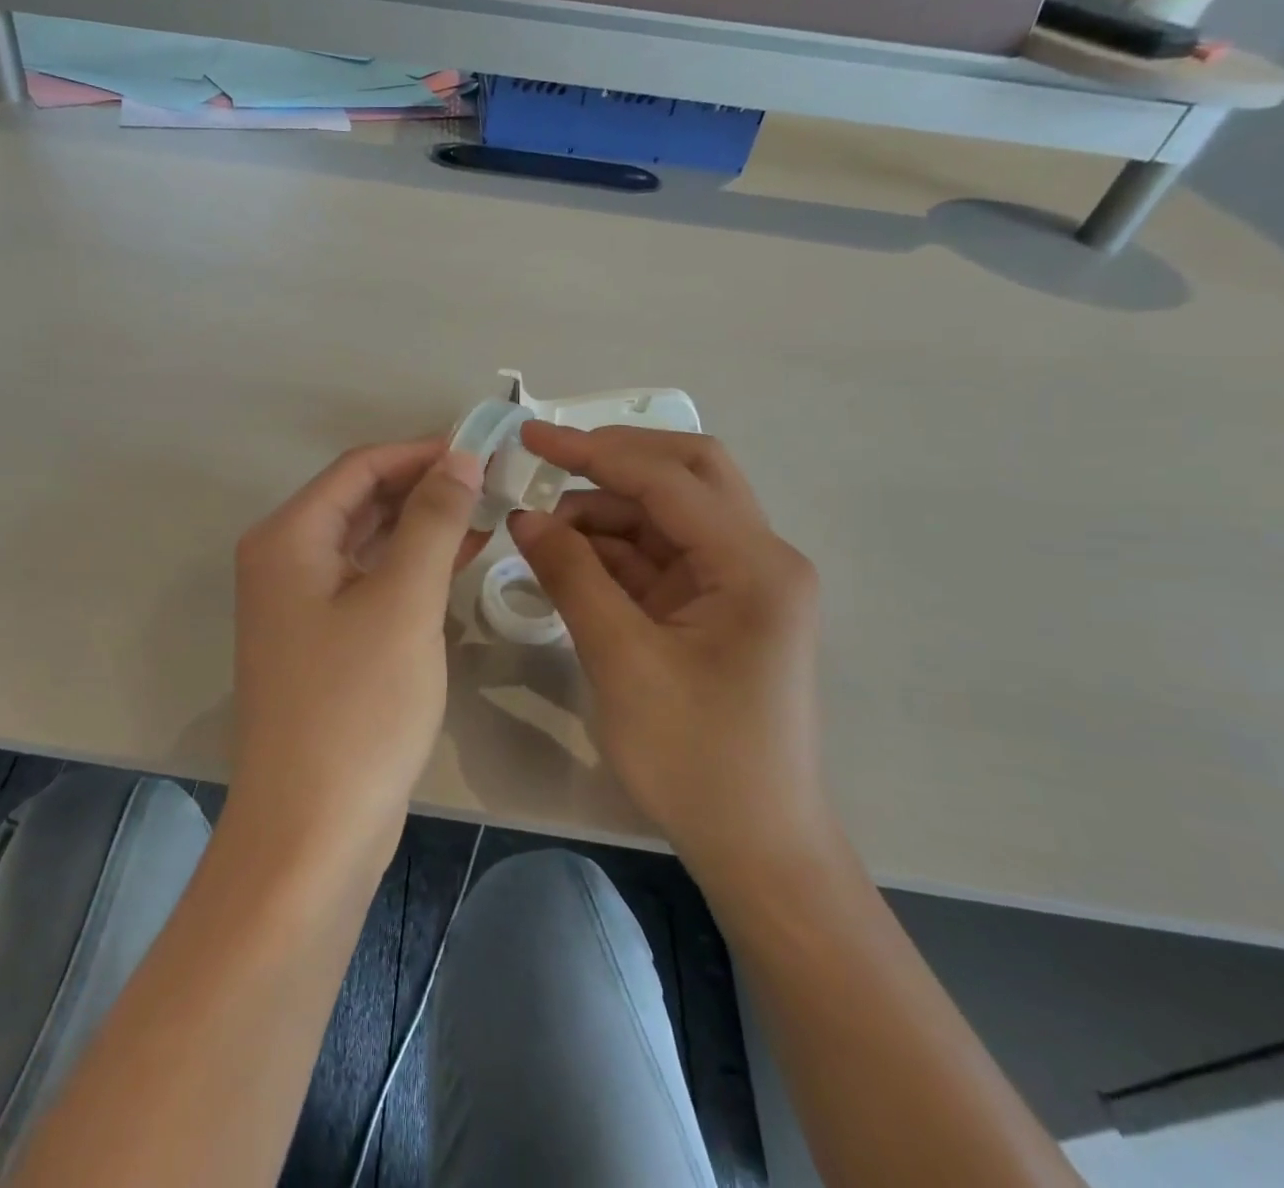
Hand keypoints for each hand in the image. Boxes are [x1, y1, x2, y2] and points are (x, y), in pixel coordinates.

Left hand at [229, 439, 484, 863]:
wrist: (312, 830)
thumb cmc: (357, 707)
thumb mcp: (403, 602)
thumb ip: (432, 521)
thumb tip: (459, 458)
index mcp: (288, 538)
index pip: (360, 467)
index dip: (422, 451)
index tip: (484, 448)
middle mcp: (285, 561)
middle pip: (361, 500)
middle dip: (426, 486)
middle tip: (495, 480)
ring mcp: (301, 605)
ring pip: (369, 542)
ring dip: (424, 525)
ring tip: (489, 511)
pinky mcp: (323, 642)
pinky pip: (371, 582)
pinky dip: (413, 567)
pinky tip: (462, 559)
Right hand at [508, 423, 830, 895]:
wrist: (756, 847)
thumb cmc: (695, 759)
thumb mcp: (621, 660)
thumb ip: (572, 576)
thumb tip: (524, 515)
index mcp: (754, 565)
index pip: (669, 479)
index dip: (596, 451)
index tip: (532, 437)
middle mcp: (758, 558)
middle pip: (687, 474)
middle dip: (614, 460)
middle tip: (549, 460)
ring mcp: (740, 582)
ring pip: (670, 513)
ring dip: (608, 509)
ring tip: (543, 526)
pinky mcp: (717, 607)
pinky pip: (662, 555)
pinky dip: (615, 549)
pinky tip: (568, 556)